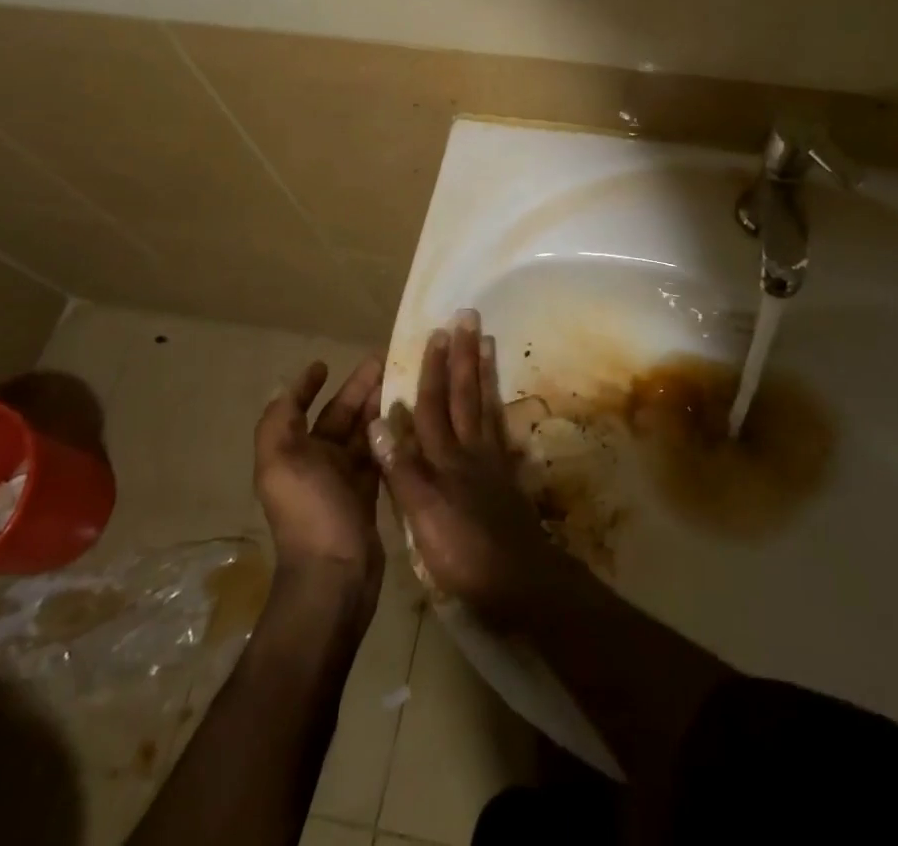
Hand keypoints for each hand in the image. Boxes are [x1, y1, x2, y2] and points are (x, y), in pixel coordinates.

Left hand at [255, 355, 385, 589]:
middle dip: (358, 388)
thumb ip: (279, 422)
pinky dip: (391, 435)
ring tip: (403, 381)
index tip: (325, 363)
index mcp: (292, 453)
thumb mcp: (281, 461)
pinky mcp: (369, 494)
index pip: (300, 409)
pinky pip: (380, 454)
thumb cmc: (310, 511)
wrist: (336, 574)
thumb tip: (282, 386)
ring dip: (378, 406)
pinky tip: (410, 417)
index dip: (307, 386)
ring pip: (363, 432)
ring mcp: (344, 480)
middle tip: (385, 360)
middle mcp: (316, 463)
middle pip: (339, 416)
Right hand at [369, 310, 567, 623]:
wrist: (518, 580)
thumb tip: (378, 421)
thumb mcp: (422, 515)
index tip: (436, 334)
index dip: (432, 370)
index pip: (433, 405)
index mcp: (443, 459)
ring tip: (486, 340)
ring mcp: (491, 461)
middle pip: (464, 395)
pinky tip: (499, 400)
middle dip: (462, 356)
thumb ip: (401, 469)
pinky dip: (498, 409)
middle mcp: (468, 451)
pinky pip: (500, 430)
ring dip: (483, 371)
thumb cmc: (462, 553)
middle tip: (468, 317)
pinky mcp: (506, 476)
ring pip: (484, 405)